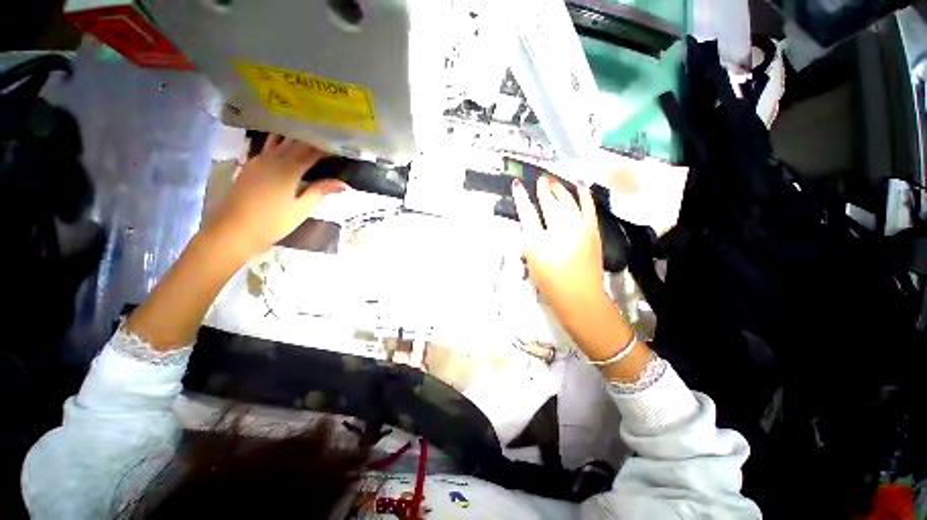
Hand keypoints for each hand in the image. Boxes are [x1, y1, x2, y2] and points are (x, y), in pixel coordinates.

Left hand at [205, 135, 347, 257]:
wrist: (233, 230)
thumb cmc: (272, 222)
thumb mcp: (301, 209)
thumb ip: (320, 191)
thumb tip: (343, 184)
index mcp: (288, 169)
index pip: (311, 151)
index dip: (327, 147)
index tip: (340, 145)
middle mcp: (273, 158)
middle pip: (296, 142)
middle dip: (314, 139)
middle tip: (330, 140)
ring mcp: (259, 159)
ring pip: (280, 140)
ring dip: (296, 137)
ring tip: (311, 137)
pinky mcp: (251, 165)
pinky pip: (268, 146)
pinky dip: (281, 142)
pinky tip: (287, 144)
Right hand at [512, 175, 605, 314]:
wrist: (579, 296)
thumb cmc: (550, 283)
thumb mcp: (531, 262)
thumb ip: (529, 242)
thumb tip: (530, 228)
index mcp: (537, 240)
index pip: (526, 213)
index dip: (521, 197)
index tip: (517, 184)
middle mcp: (557, 229)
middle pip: (548, 203)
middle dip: (543, 189)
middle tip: (540, 180)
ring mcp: (577, 227)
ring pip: (567, 201)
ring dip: (559, 189)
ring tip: (553, 180)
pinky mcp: (591, 230)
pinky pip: (588, 206)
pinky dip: (584, 193)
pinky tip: (580, 183)